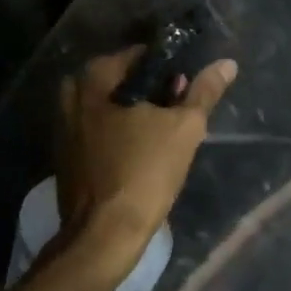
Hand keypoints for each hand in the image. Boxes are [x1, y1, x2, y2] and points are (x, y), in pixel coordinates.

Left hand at [48, 47, 237, 289]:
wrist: (103, 235)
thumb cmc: (144, 172)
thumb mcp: (184, 128)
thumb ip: (204, 91)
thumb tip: (226, 63)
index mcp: (94, 77)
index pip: (140, 56)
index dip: (170, 69)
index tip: (187, 89)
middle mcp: (71, 94)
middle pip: (123, 81)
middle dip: (152, 93)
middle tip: (177, 114)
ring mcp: (63, 125)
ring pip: (109, 107)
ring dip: (136, 115)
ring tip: (164, 136)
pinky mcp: (65, 154)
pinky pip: (98, 131)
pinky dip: (118, 135)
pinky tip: (141, 154)